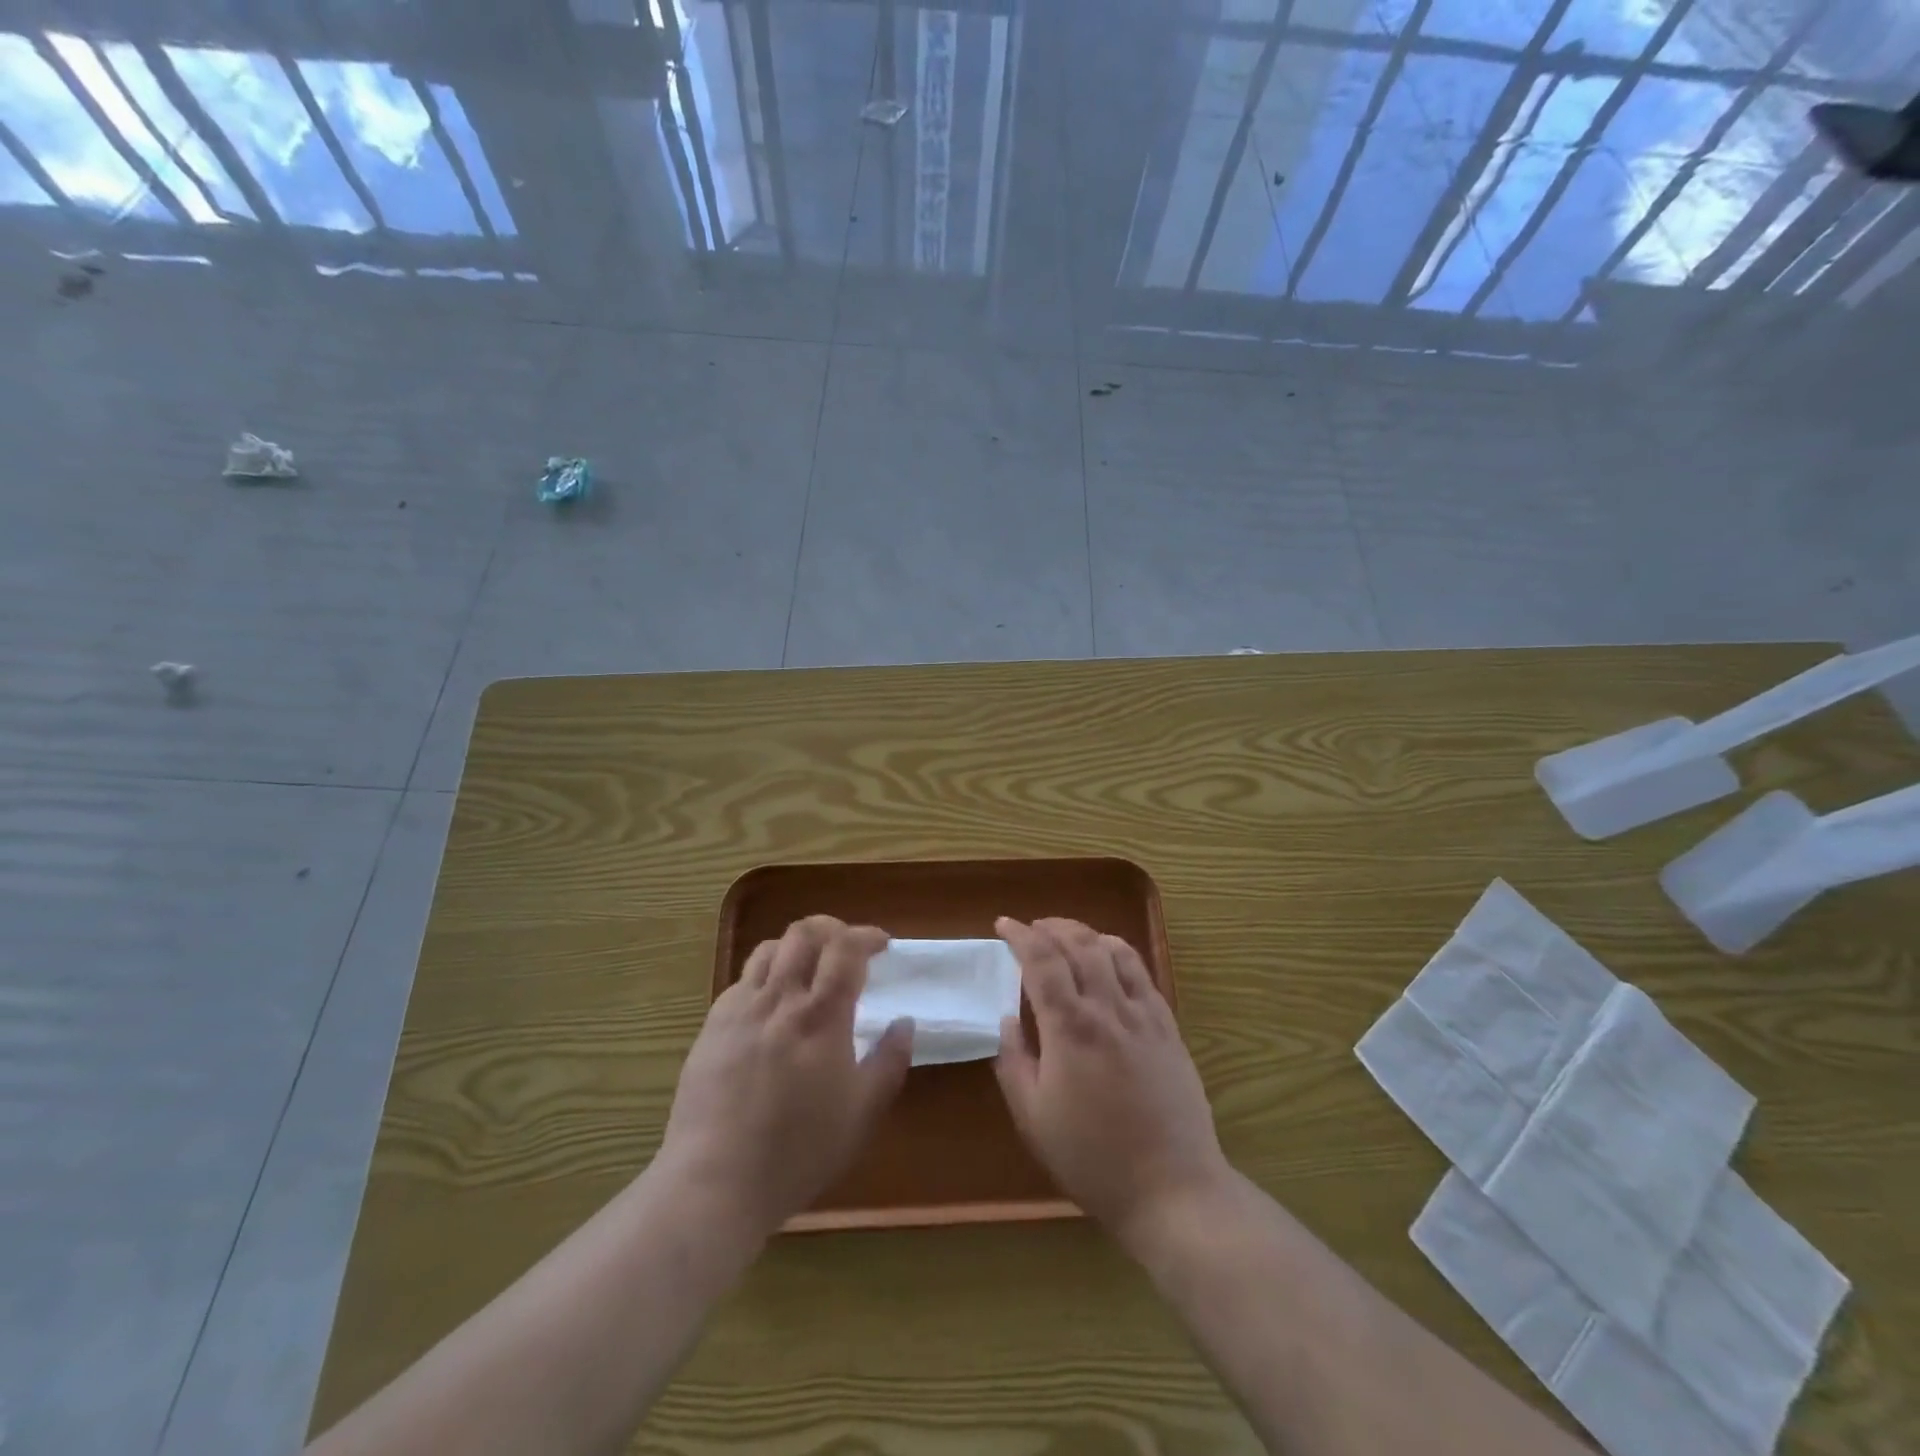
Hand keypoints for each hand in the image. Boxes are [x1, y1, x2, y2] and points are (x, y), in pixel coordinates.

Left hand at [657, 916, 912, 1238]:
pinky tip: (772, 1002)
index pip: (845, 949)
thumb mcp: (861, 1114)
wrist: (714, 1181)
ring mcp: (741, 1009)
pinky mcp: (712, 1025)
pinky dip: (766, 973)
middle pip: (804, 933)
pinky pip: (743, 978)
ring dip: (797, 945)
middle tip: (848, 947)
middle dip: (832, 928)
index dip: (867, 936)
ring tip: (810, 966)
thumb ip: (889, 1062)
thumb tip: (905, 1023)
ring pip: (770, 948)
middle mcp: (780, 999)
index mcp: (821, 1016)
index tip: (882, 944)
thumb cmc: (797, 1151)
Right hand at [994, 917, 1227, 1242]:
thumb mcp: (1033, 1118)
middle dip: (1051, 927)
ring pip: (1114, 951)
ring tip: (1067, 936)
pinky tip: (1109, 958)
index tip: (1004, 924)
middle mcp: (1108, 1009)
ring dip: (1085, 933)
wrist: (1171, 1188)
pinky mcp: (1168, 1027)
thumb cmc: (1092, 1158)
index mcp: (1070, 1028)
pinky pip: (1143, 972)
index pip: (1041, 961)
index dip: (1020, 935)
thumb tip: (1006, 1019)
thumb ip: (1013, 1061)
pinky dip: (1119, 952)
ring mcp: (1143, 1015)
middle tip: (1032, 928)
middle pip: (1079, 944)